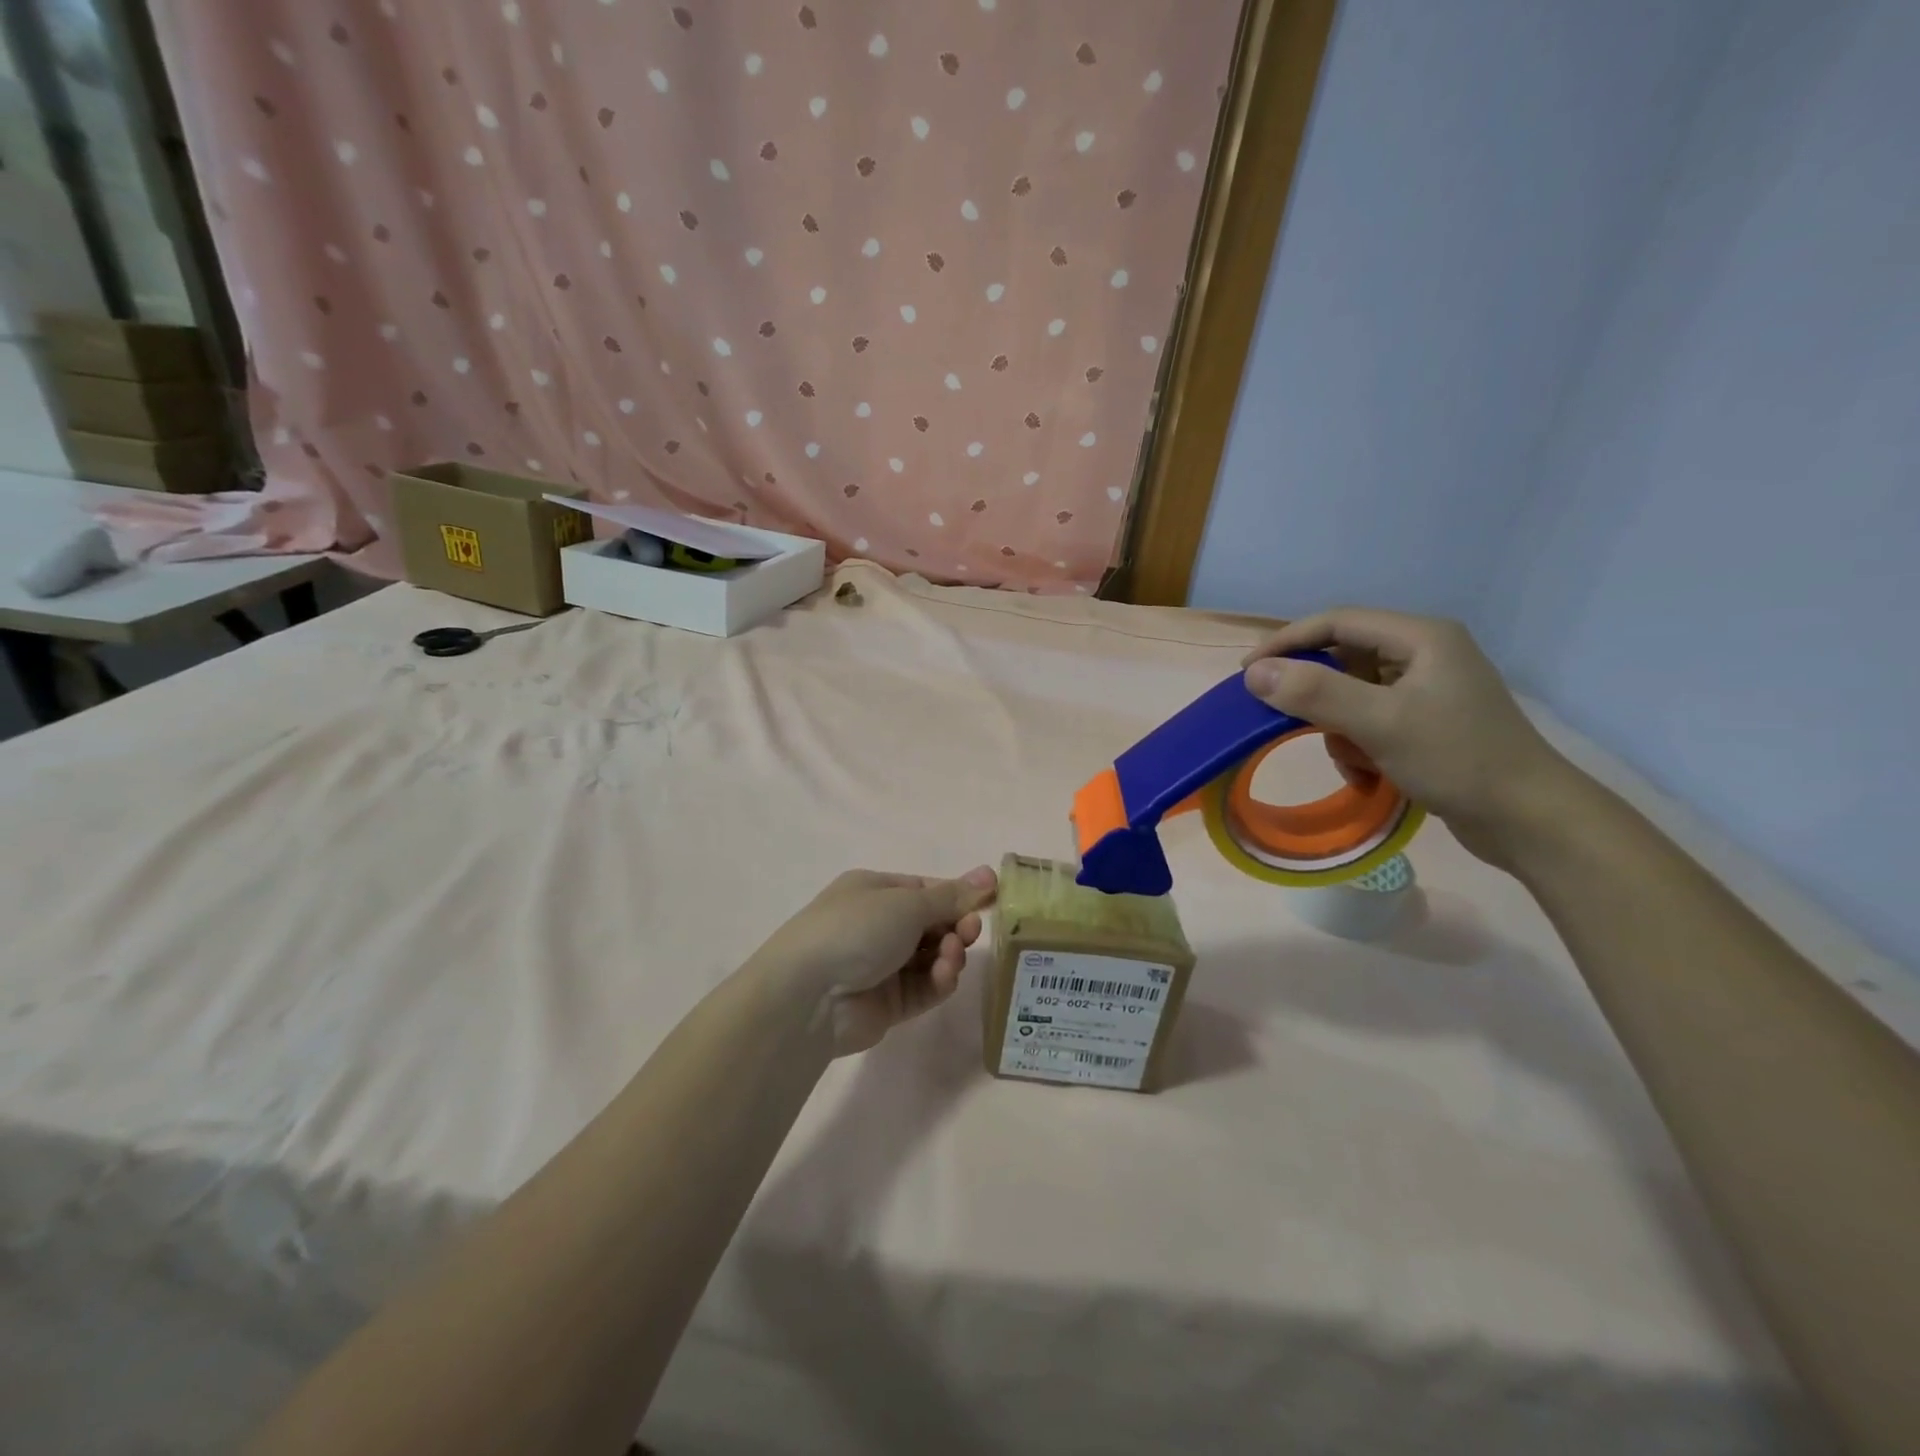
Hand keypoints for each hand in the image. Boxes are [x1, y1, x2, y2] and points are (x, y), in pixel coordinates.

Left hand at [749, 866, 997, 1055]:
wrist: (808, 996)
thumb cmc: (856, 929)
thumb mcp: (907, 903)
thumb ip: (952, 896)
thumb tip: (990, 873)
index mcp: (875, 891)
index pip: (926, 890)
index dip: (958, 895)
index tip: (990, 901)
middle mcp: (877, 925)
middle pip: (932, 924)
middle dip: (956, 926)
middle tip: (971, 931)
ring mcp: (882, 965)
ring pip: (932, 957)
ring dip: (948, 954)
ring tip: (951, 957)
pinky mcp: (888, 1003)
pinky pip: (924, 987)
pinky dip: (938, 980)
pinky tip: (943, 976)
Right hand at [1242, 609, 1579, 869]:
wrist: (1528, 820)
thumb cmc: (1457, 759)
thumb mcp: (1379, 723)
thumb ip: (1315, 693)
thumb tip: (1254, 673)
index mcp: (1420, 638)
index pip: (1336, 622)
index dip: (1287, 641)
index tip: (1247, 672)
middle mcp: (1424, 654)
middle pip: (1342, 658)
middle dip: (1316, 695)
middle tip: (1283, 719)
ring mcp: (1426, 690)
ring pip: (1351, 695)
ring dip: (1338, 729)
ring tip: (1352, 760)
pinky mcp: (1426, 722)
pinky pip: (1369, 721)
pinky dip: (1358, 746)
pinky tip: (1368, 774)